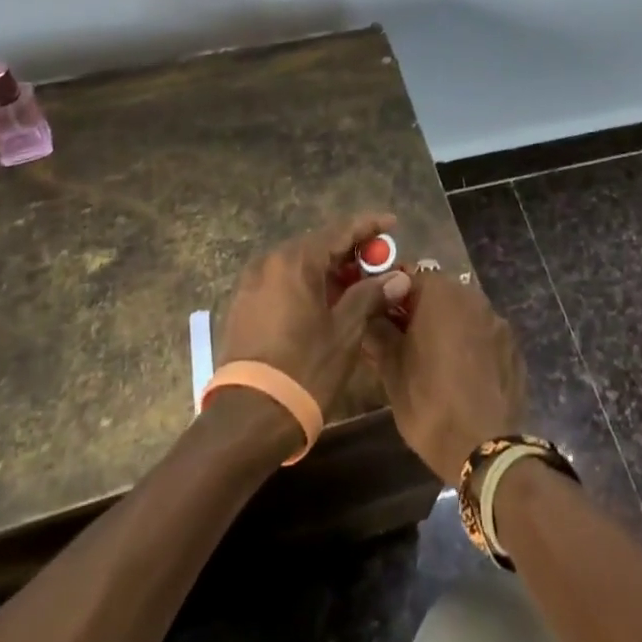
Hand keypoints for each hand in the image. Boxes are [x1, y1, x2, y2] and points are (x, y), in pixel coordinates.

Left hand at [220, 213, 413, 415]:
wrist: (248, 418)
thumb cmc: (304, 369)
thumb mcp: (345, 331)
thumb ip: (370, 295)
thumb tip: (398, 277)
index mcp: (295, 261)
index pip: (340, 230)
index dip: (368, 226)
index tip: (392, 222)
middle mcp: (270, 262)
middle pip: (318, 245)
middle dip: (350, 251)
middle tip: (378, 262)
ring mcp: (252, 283)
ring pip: (299, 264)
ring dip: (329, 269)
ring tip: (356, 284)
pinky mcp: (243, 305)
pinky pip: (283, 281)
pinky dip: (307, 284)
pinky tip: (326, 302)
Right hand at [362, 269, 525, 482]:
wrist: (485, 449)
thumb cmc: (429, 403)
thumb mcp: (392, 371)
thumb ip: (378, 334)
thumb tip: (369, 316)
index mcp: (440, 293)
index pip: (408, 276)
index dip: (391, 294)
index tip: (380, 317)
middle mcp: (471, 295)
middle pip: (438, 292)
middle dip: (419, 310)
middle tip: (402, 340)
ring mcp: (496, 320)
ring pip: (462, 312)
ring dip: (445, 325)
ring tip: (431, 360)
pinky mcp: (513, 346)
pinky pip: (483, 334)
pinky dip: (470, 344)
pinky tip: (461, 374)